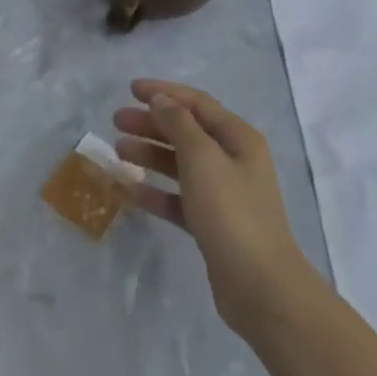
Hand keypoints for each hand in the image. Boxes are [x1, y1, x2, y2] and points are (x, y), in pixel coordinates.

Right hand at [112, 80, 312, 335]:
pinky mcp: (213, 224)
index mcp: (238, 138)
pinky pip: (179, 198)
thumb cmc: (231, 212)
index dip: (164, 92)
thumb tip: (162, 100)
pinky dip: (157, 192)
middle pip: (187, 131)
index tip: (131, 89)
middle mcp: (234, 161)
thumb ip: (179, 125)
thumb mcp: (202, 159)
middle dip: (152, 123)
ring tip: (118, 151)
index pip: (197, 103)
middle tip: (116, 121)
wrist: (260, 286)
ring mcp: (224, 194)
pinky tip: (131, 191)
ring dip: (151, 154)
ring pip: (181, 164)